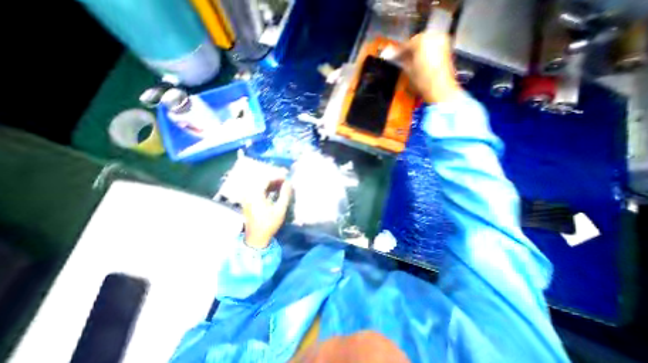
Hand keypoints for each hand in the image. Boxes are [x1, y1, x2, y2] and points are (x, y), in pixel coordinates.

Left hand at [244, 178, 294, 249]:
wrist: (256, 238)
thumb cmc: (269, 224)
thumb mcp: (280, 209)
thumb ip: (285, 195)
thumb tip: (289, 183)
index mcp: (255, 195)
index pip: (266, 179)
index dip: (277, 177)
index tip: (287, 177)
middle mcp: (249, 194)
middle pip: (262, 181)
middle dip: (275, 180)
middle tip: (286, 181)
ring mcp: (248, 198)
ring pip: (260, 186)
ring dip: (271, 185)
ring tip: (282, 185)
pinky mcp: (249, 202)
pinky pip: (258, 191)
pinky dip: (267, 190)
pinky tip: (275, 192)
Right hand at [393, 31, 463, 103]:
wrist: (440, 88)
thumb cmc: (422, 80)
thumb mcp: (408, 70)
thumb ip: (401, 60)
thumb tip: (391, 55)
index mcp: (421, 40)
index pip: (406, 44)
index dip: (397, 52)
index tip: (391, 56)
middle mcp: (433, 36)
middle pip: (417, 41)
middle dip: (409, 49)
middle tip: (401, 58)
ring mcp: (442, 40)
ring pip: (426, 43)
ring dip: (417, 50)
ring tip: (410, 60)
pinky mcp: (447, 48)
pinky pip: (433, 46)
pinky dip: (426, 52)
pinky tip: (420, 61)